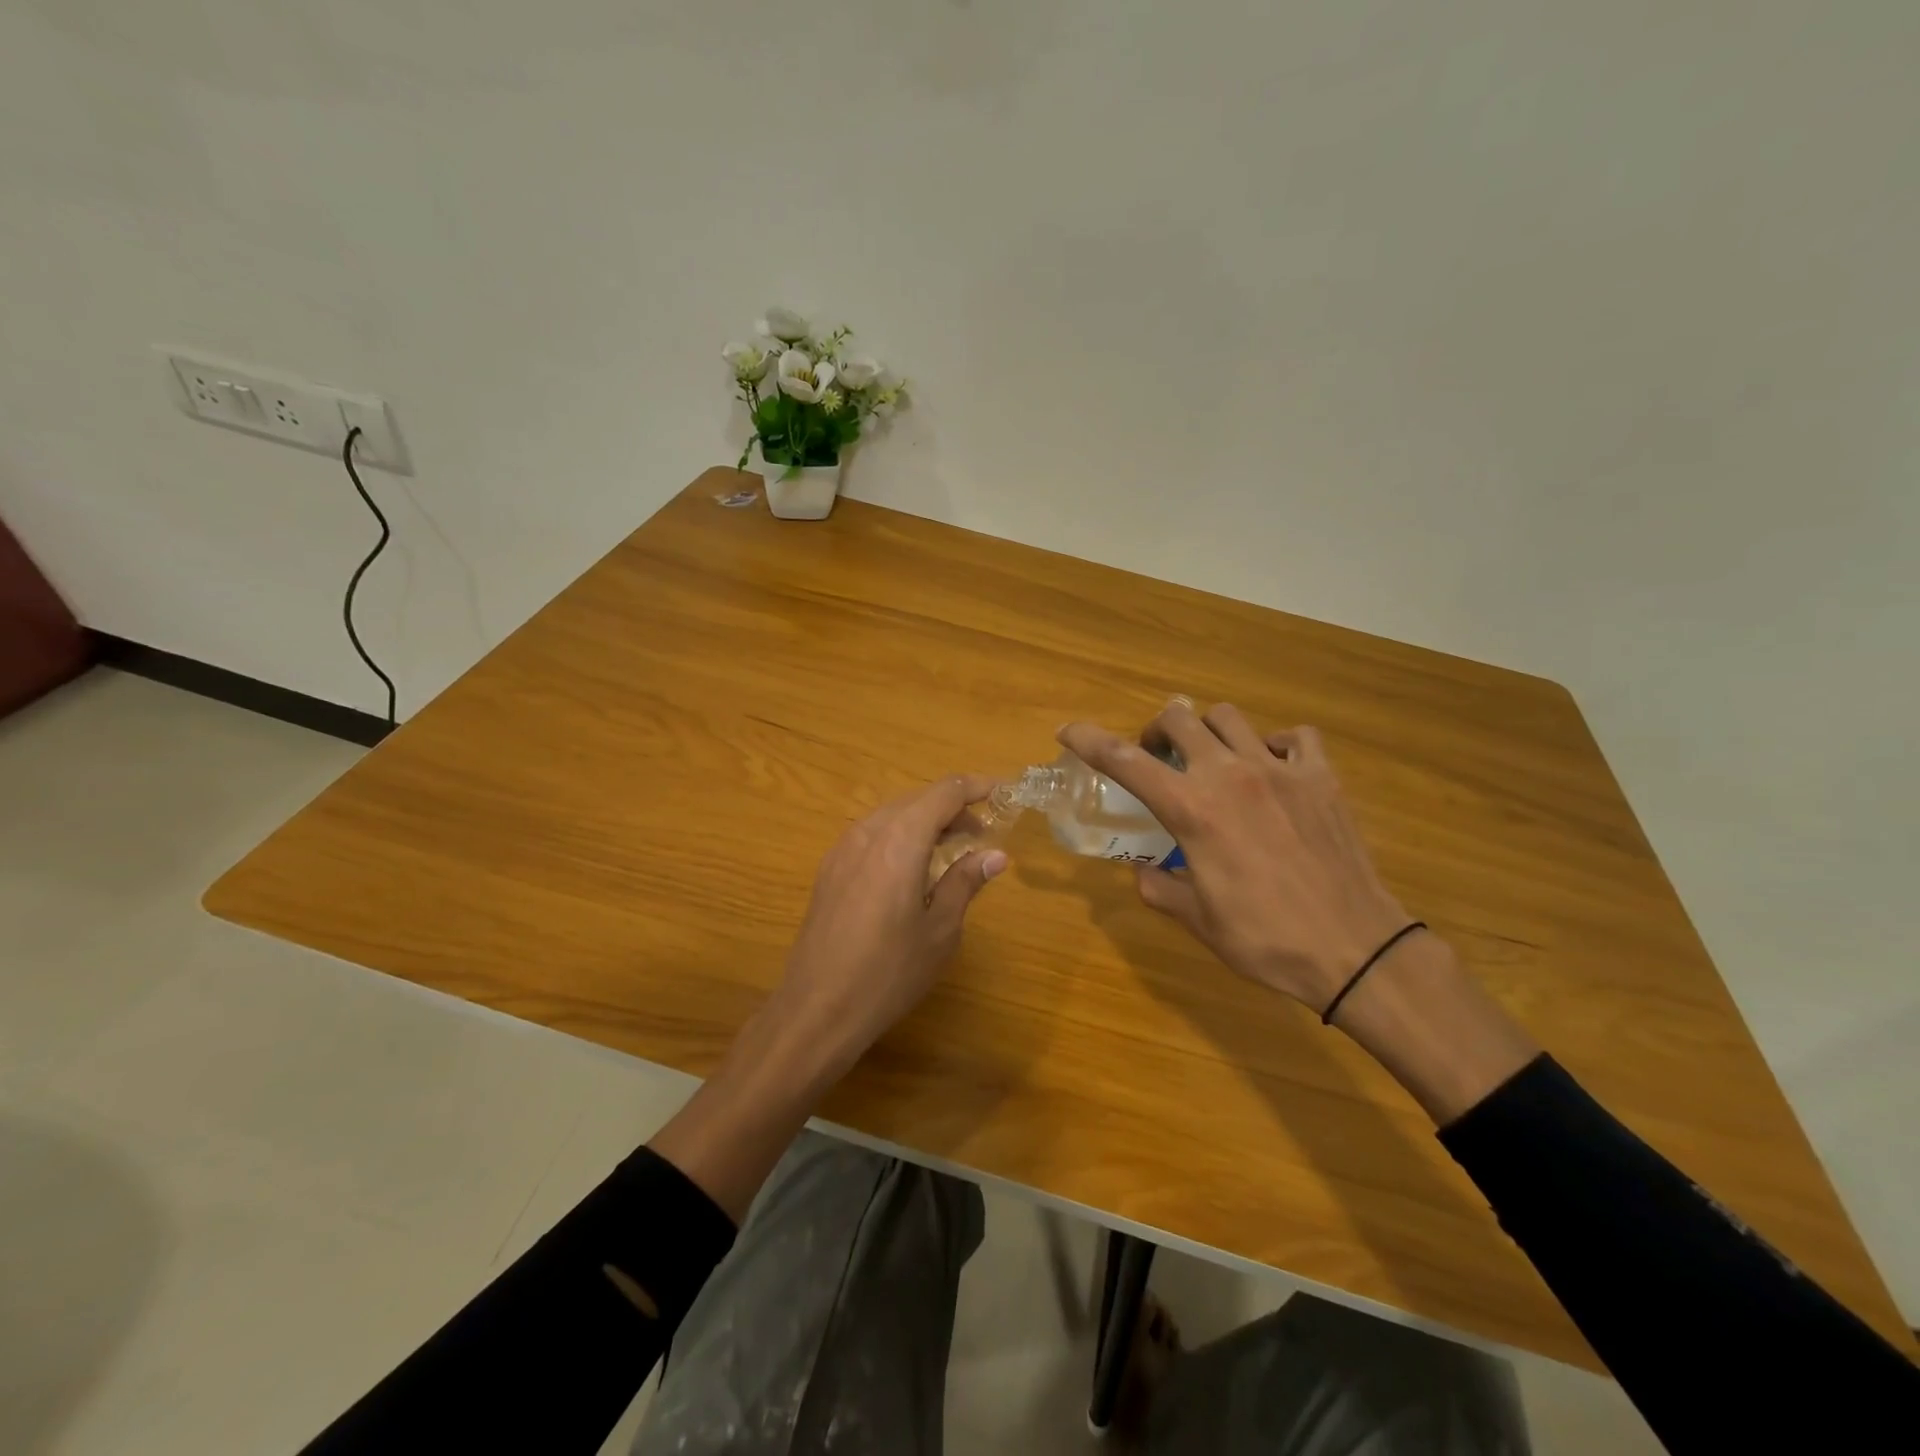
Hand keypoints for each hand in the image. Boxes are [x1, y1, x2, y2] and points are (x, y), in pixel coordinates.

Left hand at [771, 773, 1008, 1076]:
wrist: (817, 1009)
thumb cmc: (889, 973)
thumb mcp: (940, 931)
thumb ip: (965, 882)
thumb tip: (995, 855)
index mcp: (900, 840)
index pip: (945, 793)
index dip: (977, 787)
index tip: (1004, 792)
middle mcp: (868, 832)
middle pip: (917, 800)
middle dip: (953, 807)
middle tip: (984, 832)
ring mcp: (842, 849)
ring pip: (893, 815)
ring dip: (926, 821)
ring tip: (952, 848)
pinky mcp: (829, 869)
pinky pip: (873, 834)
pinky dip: (901, 836)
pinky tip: (913, 867)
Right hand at [1058, 704, 1410, 1015]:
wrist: (1355, 949)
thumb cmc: (1266, 938)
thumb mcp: (1198, 919)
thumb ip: (1159, 887)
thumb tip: (1142, 871)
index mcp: (1191, 810)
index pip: (1125, 760)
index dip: (1089, 740)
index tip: (1068, 731)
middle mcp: (1229, 775)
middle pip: (1178, 718)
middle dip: (1156, 730)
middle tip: (1158, 757)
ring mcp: (1280, 770)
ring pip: (1230, 717)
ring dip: (1209, 731)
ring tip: (1213, 760)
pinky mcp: (1322, 778)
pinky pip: (1295, 738)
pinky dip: (1275, 745)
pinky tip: (1274, 770)